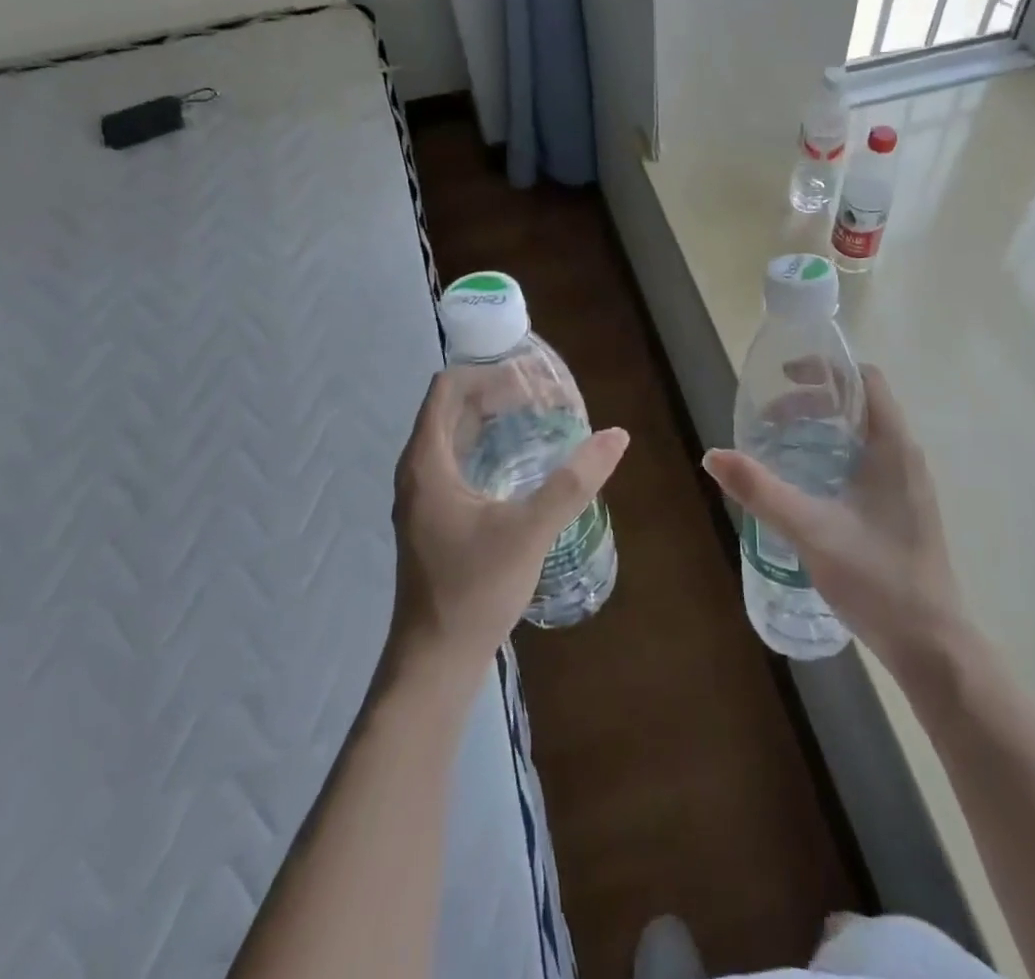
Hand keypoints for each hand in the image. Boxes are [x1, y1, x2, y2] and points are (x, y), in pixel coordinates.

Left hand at [390, 372, 628, 676]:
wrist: (436, 662)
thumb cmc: (475, 590)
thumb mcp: (530, 531)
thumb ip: (573, 482)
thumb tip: (616, 436)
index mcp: (427, 462)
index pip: (448, 388)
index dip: (489, 373)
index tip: (533, 379)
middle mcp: (418, 470)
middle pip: (453, 408)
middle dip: (497, 392)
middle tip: (547, 396)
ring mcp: (424, 495)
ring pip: (456, 435)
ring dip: (494, 419)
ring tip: (540, 418)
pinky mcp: (436, 517)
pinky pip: (460, 461)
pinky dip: (490, 446)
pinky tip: (524, 462)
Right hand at [704, 366, 961, 673]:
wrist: (931, 645)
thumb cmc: (876, 578)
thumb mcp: (811, 530)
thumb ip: (761, 491)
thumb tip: (713, 455)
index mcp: (893, 446)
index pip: (866, 380)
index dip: (826, 369)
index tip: (785, 377)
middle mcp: (905, 456)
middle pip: (860, 405)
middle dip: (814, 402)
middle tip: (771, 418)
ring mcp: (907, 484)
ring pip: (863, 435)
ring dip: (823, 429)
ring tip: (781, 445)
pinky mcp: (903, 508)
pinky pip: (867, 460)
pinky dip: (834, 454)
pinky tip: (807, 483)